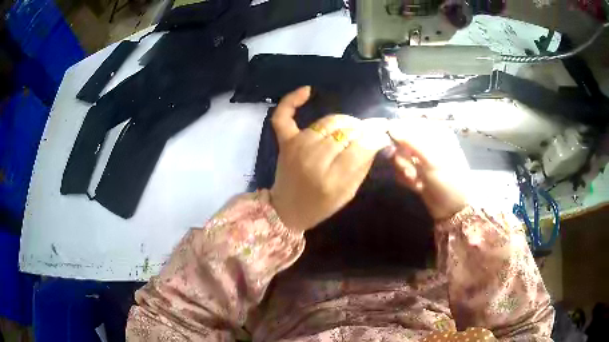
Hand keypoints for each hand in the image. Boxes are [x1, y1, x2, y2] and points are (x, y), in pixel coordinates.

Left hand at [270, 87, 390, 231]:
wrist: (287, 209)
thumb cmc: (321, 205)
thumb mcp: (348, 193)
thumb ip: (362, 165)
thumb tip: (376, 138)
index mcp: (332, 179)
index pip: (361, 146)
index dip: (375, 136)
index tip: (382, 133)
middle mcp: (313, 158)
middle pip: (346, 131)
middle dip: (362, 130)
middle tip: (367, 134)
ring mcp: (296, 146)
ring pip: (328, 122)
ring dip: (345, 121)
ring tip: (352, 128)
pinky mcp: (285, 140)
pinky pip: (284, 115)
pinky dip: (293, 100)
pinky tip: (308, 91)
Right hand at [388, 120, 468, 220]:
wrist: (454, 210)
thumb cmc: (449, 181)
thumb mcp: (433, 160)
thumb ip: (411, 141)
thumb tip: (390, 127)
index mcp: (435, 132)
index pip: (409, 123)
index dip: (398, 132)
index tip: (393, 145)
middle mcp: (427, 142)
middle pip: (401, 140)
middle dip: (402, 157)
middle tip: (410, 169)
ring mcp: (421, 157)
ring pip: (399, 156)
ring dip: (404, 170)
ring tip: (415, 180)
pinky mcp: (416, 171)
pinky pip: (401, 169)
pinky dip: (405, 179)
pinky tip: (416, 186)